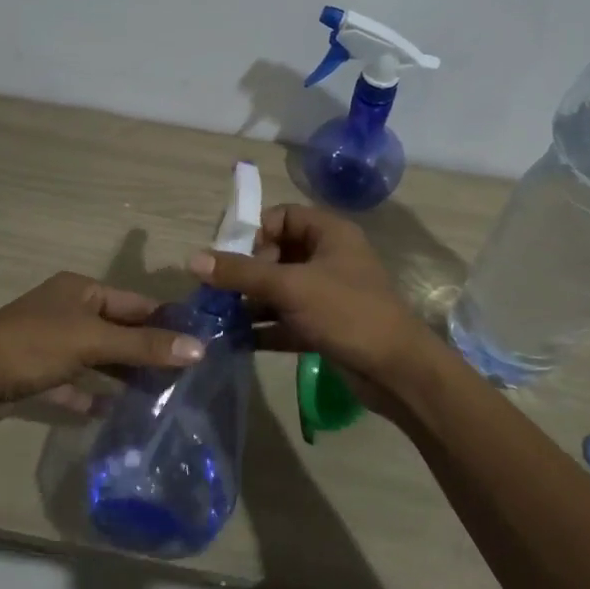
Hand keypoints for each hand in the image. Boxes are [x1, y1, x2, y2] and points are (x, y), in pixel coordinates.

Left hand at [0, 272, 202, 423]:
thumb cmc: (31, 347)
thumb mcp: (91, 342)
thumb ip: (144, 345)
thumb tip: (200, 348)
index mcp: (80, 290)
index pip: (135, 302)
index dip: (166, 321)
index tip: (199, 344)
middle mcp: (66, 310)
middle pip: (117, 329)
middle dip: (147, 350)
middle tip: (185, 376)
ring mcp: (50, 342)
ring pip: (97, 356)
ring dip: (123, 373)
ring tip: (161, 395)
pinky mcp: (37, 373)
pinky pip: (74, 382)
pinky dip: (92, 395)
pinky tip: (114, 412)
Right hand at [188, 205, 431, 380]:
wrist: (396, 371)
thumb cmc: (347, 313)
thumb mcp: (290, 287)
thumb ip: (241, 273)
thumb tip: (193, 259)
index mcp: (329, 234)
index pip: (282, 217)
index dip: (256, 233)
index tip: (235, 259)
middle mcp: (328, 258)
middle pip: (276, 254)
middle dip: (247, 272)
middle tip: (224, 292)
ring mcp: (326, 294)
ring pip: (279, 289)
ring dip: (250, 302)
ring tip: (218, 316)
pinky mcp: (323, 326)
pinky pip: (285, 319)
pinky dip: (263, 328)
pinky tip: (234, 340)